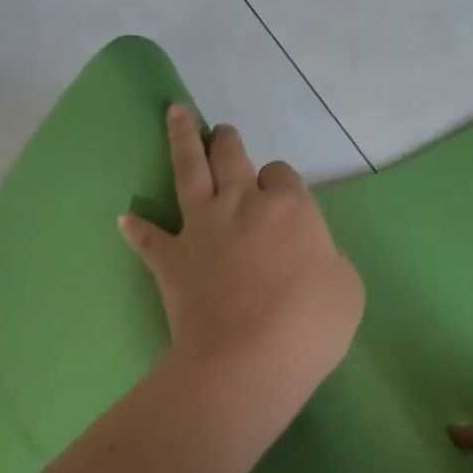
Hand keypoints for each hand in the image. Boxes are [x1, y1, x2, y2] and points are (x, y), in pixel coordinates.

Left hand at [120, 106, 364, 422]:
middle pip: (232, 157)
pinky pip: (150, 238)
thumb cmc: (310, 324)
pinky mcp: (171, 258)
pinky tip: (125, 218)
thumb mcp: (346, 287)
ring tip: (176, 113)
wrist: (248, 360)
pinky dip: (138, 227)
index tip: (281, 195)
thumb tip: (311, 256)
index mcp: (289, 207)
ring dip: (182, 139)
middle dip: (228, 141)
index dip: (281, 182)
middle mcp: (243, 204)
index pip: (283, 175)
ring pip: (189, 171)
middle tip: (222, 131)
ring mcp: (202, 228)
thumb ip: (328, 258)